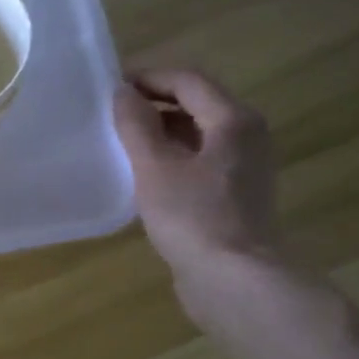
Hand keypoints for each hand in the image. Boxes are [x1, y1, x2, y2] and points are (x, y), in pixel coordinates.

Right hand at [113, 69, 281, 319]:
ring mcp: (244, 169)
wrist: (233, 280)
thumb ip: (137, 125)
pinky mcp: (235, 198)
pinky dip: (173, 161)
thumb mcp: (155, 167)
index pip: (188, 81)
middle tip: (112, 117)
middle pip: (197, 106)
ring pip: (198, 137)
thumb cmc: (193, 217)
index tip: (111, 88)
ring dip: (161, 135)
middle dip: (154, 106)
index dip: (148, 78)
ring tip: (123, 146)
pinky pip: (200, 164)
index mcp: (234, 119)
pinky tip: (145, 179)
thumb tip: (123, 93)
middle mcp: (247, 137)